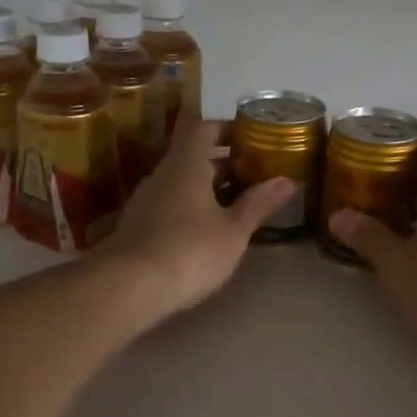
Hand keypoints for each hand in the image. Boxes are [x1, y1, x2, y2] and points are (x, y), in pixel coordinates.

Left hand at [94, 118, 296, 317]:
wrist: (127, 288)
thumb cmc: (189, 250)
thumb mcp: (233, 230)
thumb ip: (259, 203)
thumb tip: (289, 180)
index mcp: (187, 164)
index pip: (204, 128)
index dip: (228, 128)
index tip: (251, 139)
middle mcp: (163, 174)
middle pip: (193, 155)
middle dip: (224, 161)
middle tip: (254, 173)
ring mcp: (146, 200)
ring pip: (182, 181)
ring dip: (209, 187)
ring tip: (238, 203)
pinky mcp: (139, 225)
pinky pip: (171, 203)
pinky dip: (192, 206)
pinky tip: (209, 229)